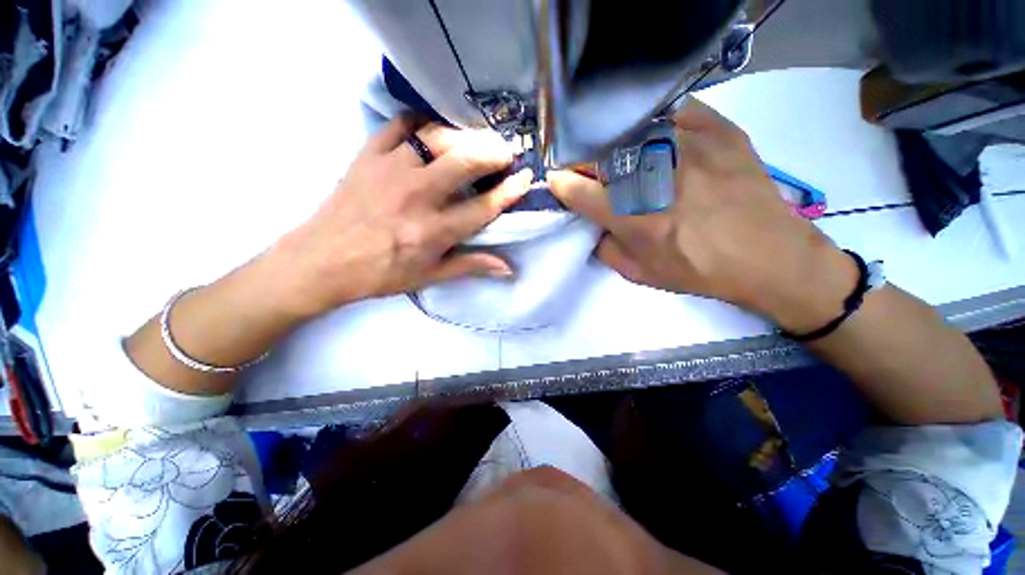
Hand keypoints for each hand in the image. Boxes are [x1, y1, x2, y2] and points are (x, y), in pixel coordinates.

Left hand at [270, 116, 530, 318]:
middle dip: (493, 152)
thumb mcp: (428, 276)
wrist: (320, 261)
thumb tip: (507, 268)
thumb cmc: (379, 274)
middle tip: (505, 152)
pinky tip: (433, 131)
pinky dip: (422, 122)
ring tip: (477, 140)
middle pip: (465, 161)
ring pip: (437, 137)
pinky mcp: (368, 155)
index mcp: (433, 231)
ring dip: (464, 136)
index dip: (509, 191)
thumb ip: (470, 266)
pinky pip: (400, 125)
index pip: (483, 207)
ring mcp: (391, 170)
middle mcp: (417, 196)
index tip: (525, 177)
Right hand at [548, 99, 855, 332]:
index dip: (560, 184)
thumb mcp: (639, 274)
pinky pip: (672, 113)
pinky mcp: (718, 129)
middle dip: (583, 164)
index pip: (575, 189)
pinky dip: (655, 125)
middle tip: (590, 174)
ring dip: (615, 145)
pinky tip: (657, 141)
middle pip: (597, 154)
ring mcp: (688, 145)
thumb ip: (604, 249)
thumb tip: (592, 224)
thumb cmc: (698, 270)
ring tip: (623, 158)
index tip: (559, 183)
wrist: (769, 256)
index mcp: (631, 216)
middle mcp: (653, 175)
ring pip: (629, 129)